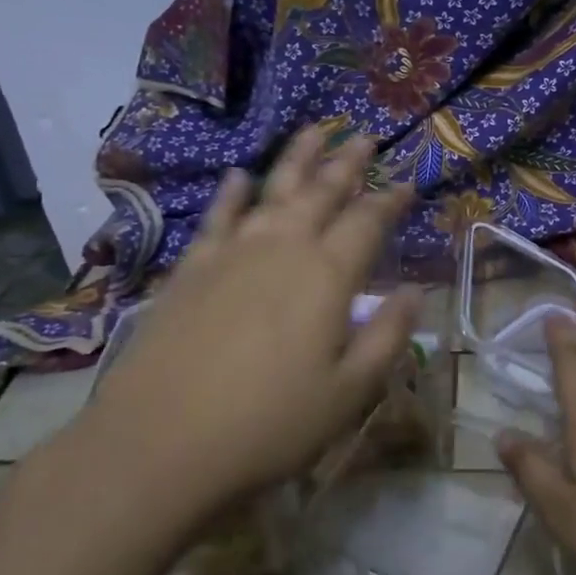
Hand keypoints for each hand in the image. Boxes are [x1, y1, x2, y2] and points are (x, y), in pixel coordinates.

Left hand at [73, 127, 419, 529]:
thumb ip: (387, 336)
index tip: (408, 182)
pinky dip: (232, 193)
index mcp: (327, 276)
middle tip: (365, 136)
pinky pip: (218, 217)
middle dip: (347, 162)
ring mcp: (231, 254)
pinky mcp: (191, 269)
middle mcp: (282, 248)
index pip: (368, 221)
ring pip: (272, 190)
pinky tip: (240, 176)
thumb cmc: (269, 424)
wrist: (159, 444)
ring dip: (297, 159)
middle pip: (321, 191)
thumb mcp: (349, 392)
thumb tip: (416, 292)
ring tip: (315, 131)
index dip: (390, 200)